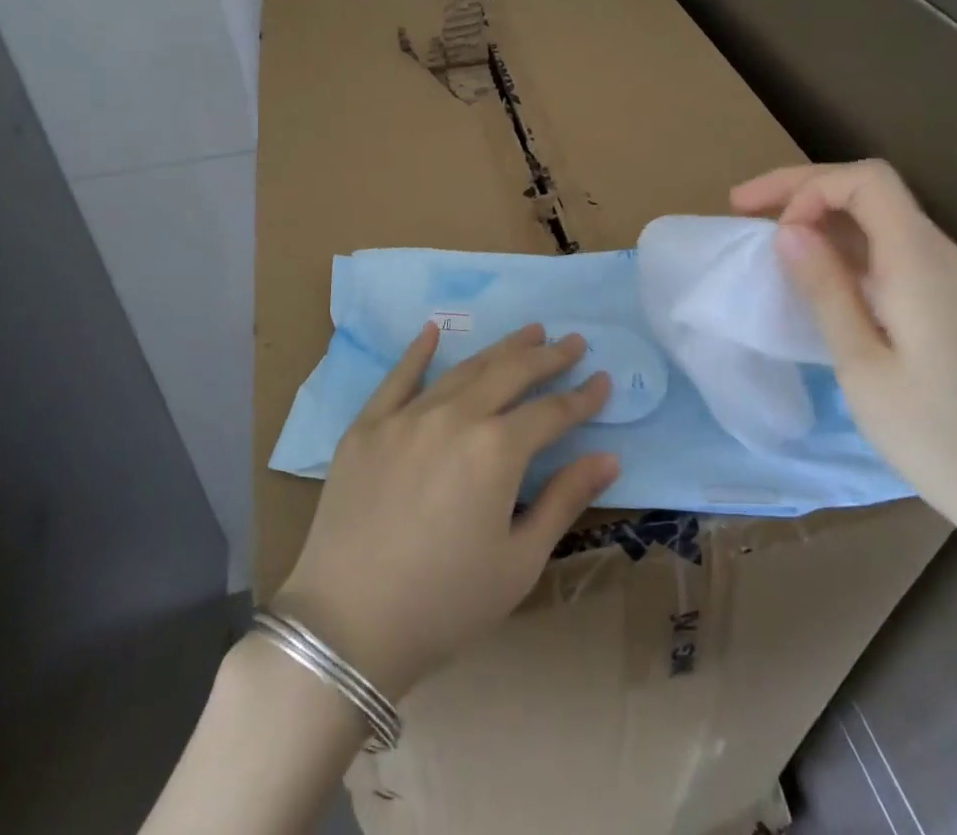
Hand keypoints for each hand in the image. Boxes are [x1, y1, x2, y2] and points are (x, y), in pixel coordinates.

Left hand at [271, 324, 619, 698]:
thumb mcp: (519, 562)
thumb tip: (609, 457)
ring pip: (463, 369)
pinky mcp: (367, 426)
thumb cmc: (445, 604)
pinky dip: (419, 352)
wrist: (347, 626)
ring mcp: (406, 416)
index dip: (581, 398)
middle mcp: (454, 417)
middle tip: (573, 340)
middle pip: (510, 374)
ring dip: (500, 348)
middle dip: (547, 356)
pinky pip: (398, 377)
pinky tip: (433, 331)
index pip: (551, 412)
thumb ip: (564, 500)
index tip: (604, 380)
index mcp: (496, 450)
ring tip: (528, 332)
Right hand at [732, 160, 956, 569]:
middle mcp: (943, 256)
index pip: (866, 181)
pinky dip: (846, 248)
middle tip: (743, 207)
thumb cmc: (938, 437)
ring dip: (823, 218)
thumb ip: (825, 289)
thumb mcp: (862, 365)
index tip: (766, 225)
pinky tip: (820, 276)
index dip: (807, 186)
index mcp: (921, 262)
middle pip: (871, 191)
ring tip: (771, 239)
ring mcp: (954, 281)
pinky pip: (893, 253)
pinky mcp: (954, 307)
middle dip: (804, 190)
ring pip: (881, 221)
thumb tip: (787, 230)